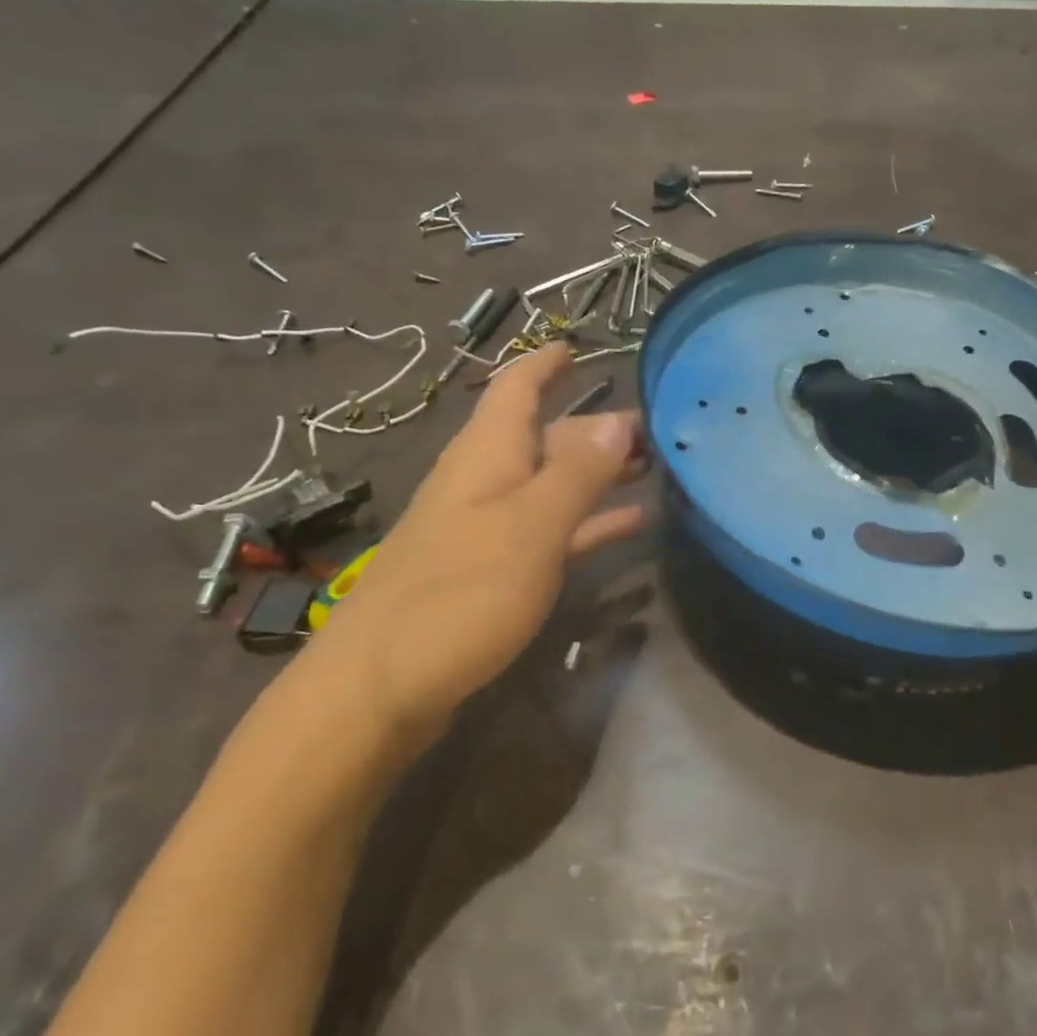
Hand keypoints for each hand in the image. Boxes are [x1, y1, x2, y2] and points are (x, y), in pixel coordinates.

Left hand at [300, 344, 647, 744]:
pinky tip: (632, 526)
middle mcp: (486, 482)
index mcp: (487, 455)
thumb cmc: (457, 595)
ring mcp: (489, 530)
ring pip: (552, 485)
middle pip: (544, 437)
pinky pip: (551, 532)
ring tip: (656, 469)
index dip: (545, 364)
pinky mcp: (493, 574)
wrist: (380, 689)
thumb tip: (620, 418)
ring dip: (598, 475)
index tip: (579, 345)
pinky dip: (589, 524)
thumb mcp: (530, 528)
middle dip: (594, 427)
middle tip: (656, 426)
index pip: (516, 388)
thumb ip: (577, 473)